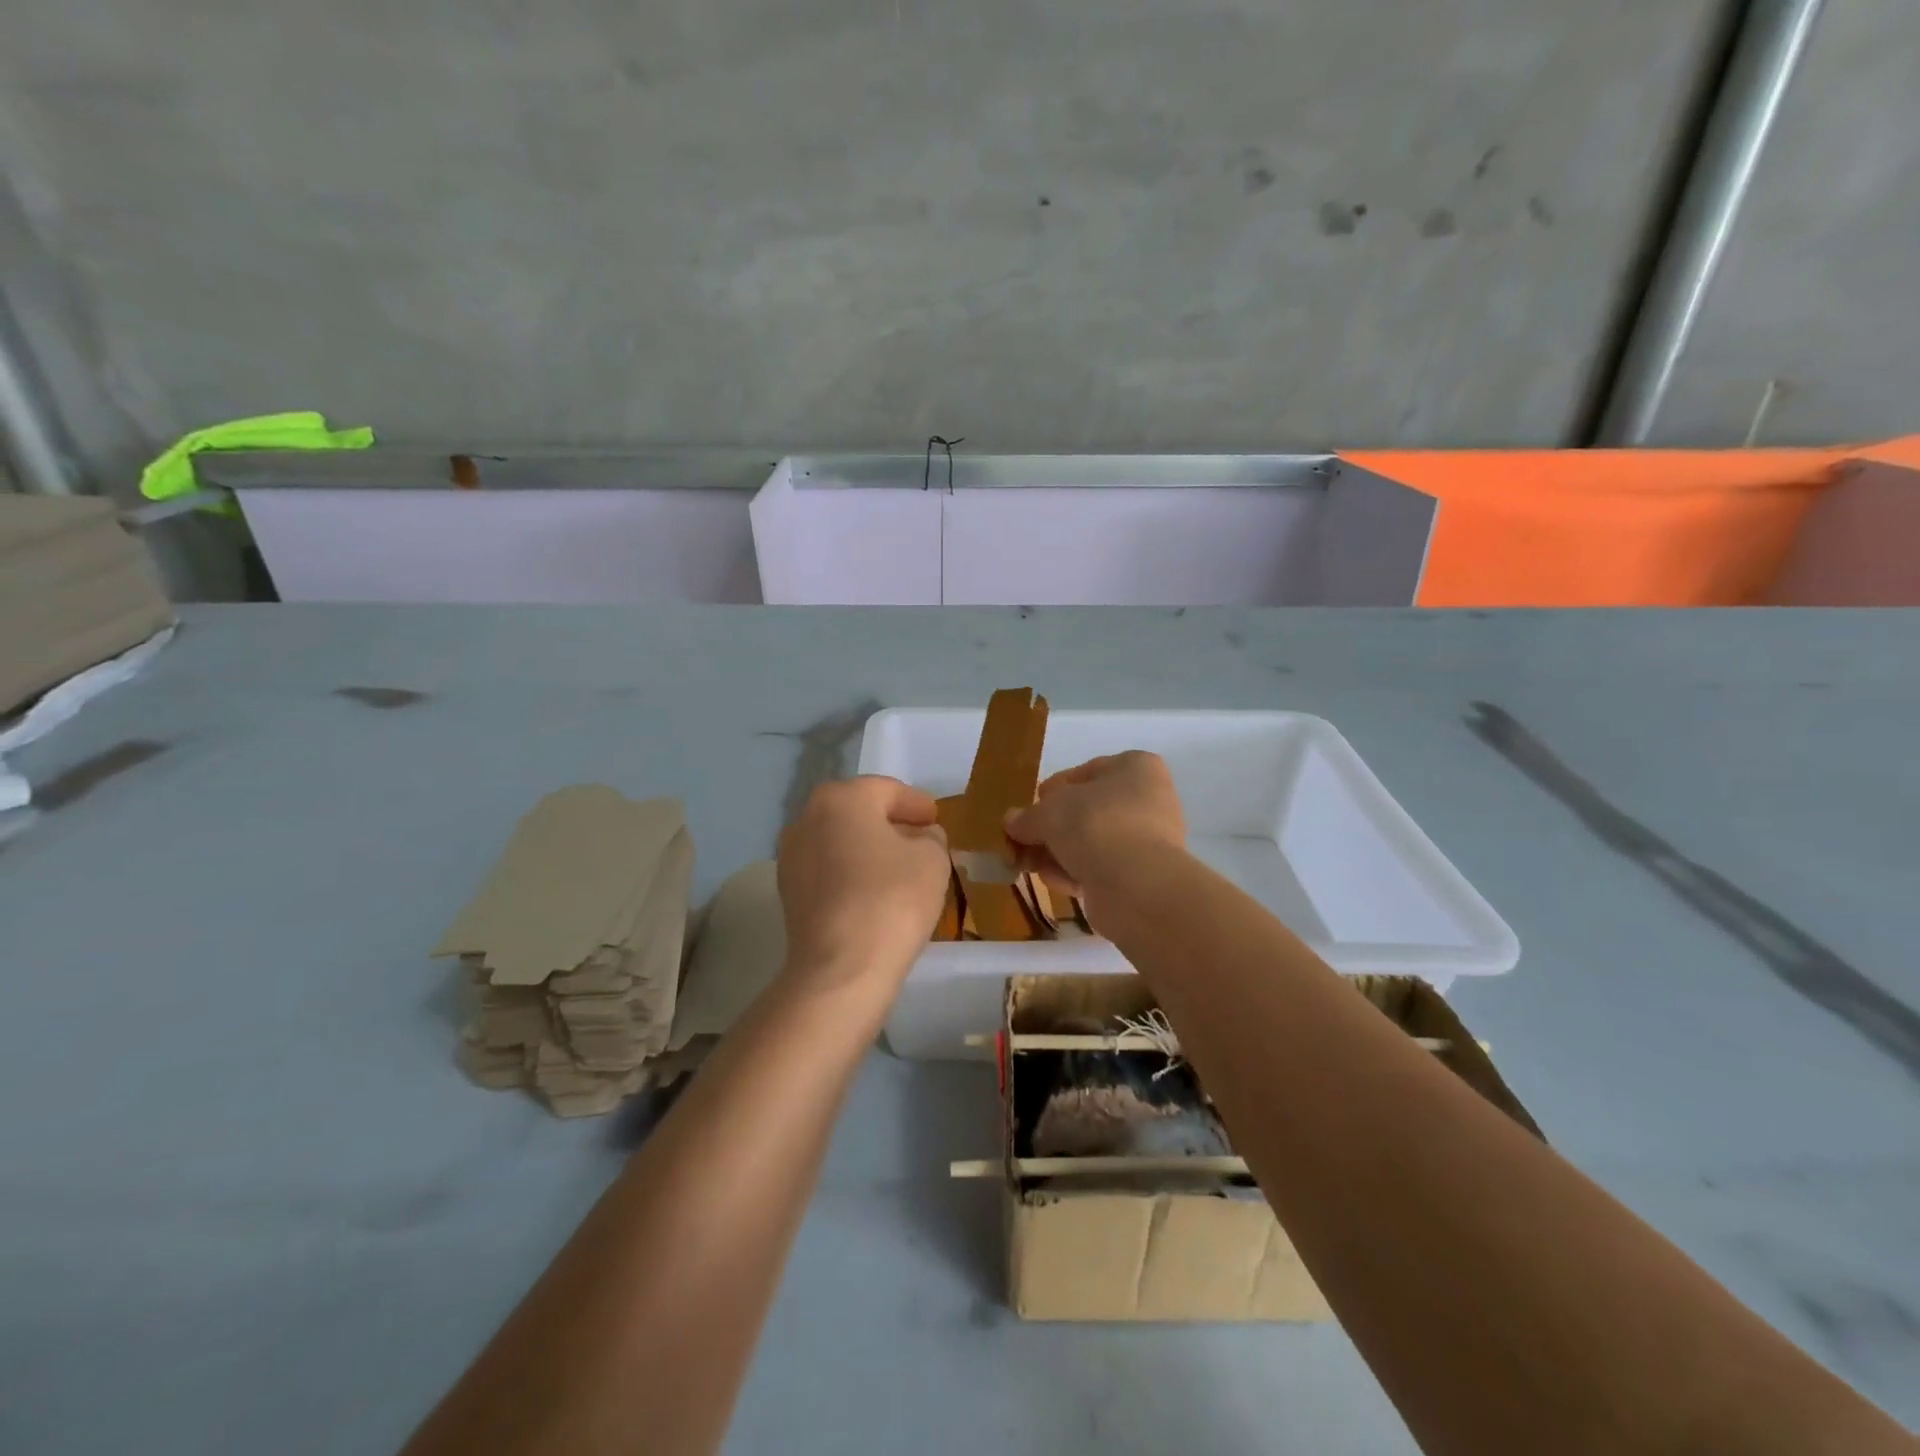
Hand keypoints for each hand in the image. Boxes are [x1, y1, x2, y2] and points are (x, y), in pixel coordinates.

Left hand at [776, 776, 949, 994]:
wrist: (842, 968)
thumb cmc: (892, 899)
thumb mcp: (932, 859)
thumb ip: (931, 838)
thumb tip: (922, 836)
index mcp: (842, 798)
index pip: (887, 790)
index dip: (917, 804)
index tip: (936, 820)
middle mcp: (807, 818)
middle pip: (859, 812)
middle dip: (891, 824)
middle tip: (921, 840)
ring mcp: (791, 856)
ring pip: (841, 842)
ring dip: (869, 849)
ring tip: (900, 869)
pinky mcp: (788, 893)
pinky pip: (828, 870)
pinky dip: (851, 873)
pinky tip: (874, 892)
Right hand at [1003, 751, 1185, 898]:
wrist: (1136, 885)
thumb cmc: (1095, 826)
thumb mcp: (1048, 812)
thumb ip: (1027, 816)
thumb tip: (1011, 821)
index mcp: (1136, 767)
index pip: (1084, 773)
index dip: (1052, 791)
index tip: (1030, 809)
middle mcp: (1149, 798)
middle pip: (1086, 811)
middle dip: (1052, 829)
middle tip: (1023, 843)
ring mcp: (1150, 839)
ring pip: (1092, 842)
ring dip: (1059, 853)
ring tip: (1031, 866)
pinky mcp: (1144, 875)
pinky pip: (1102, 867)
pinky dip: (1077, 873)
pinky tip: (1055, 882)